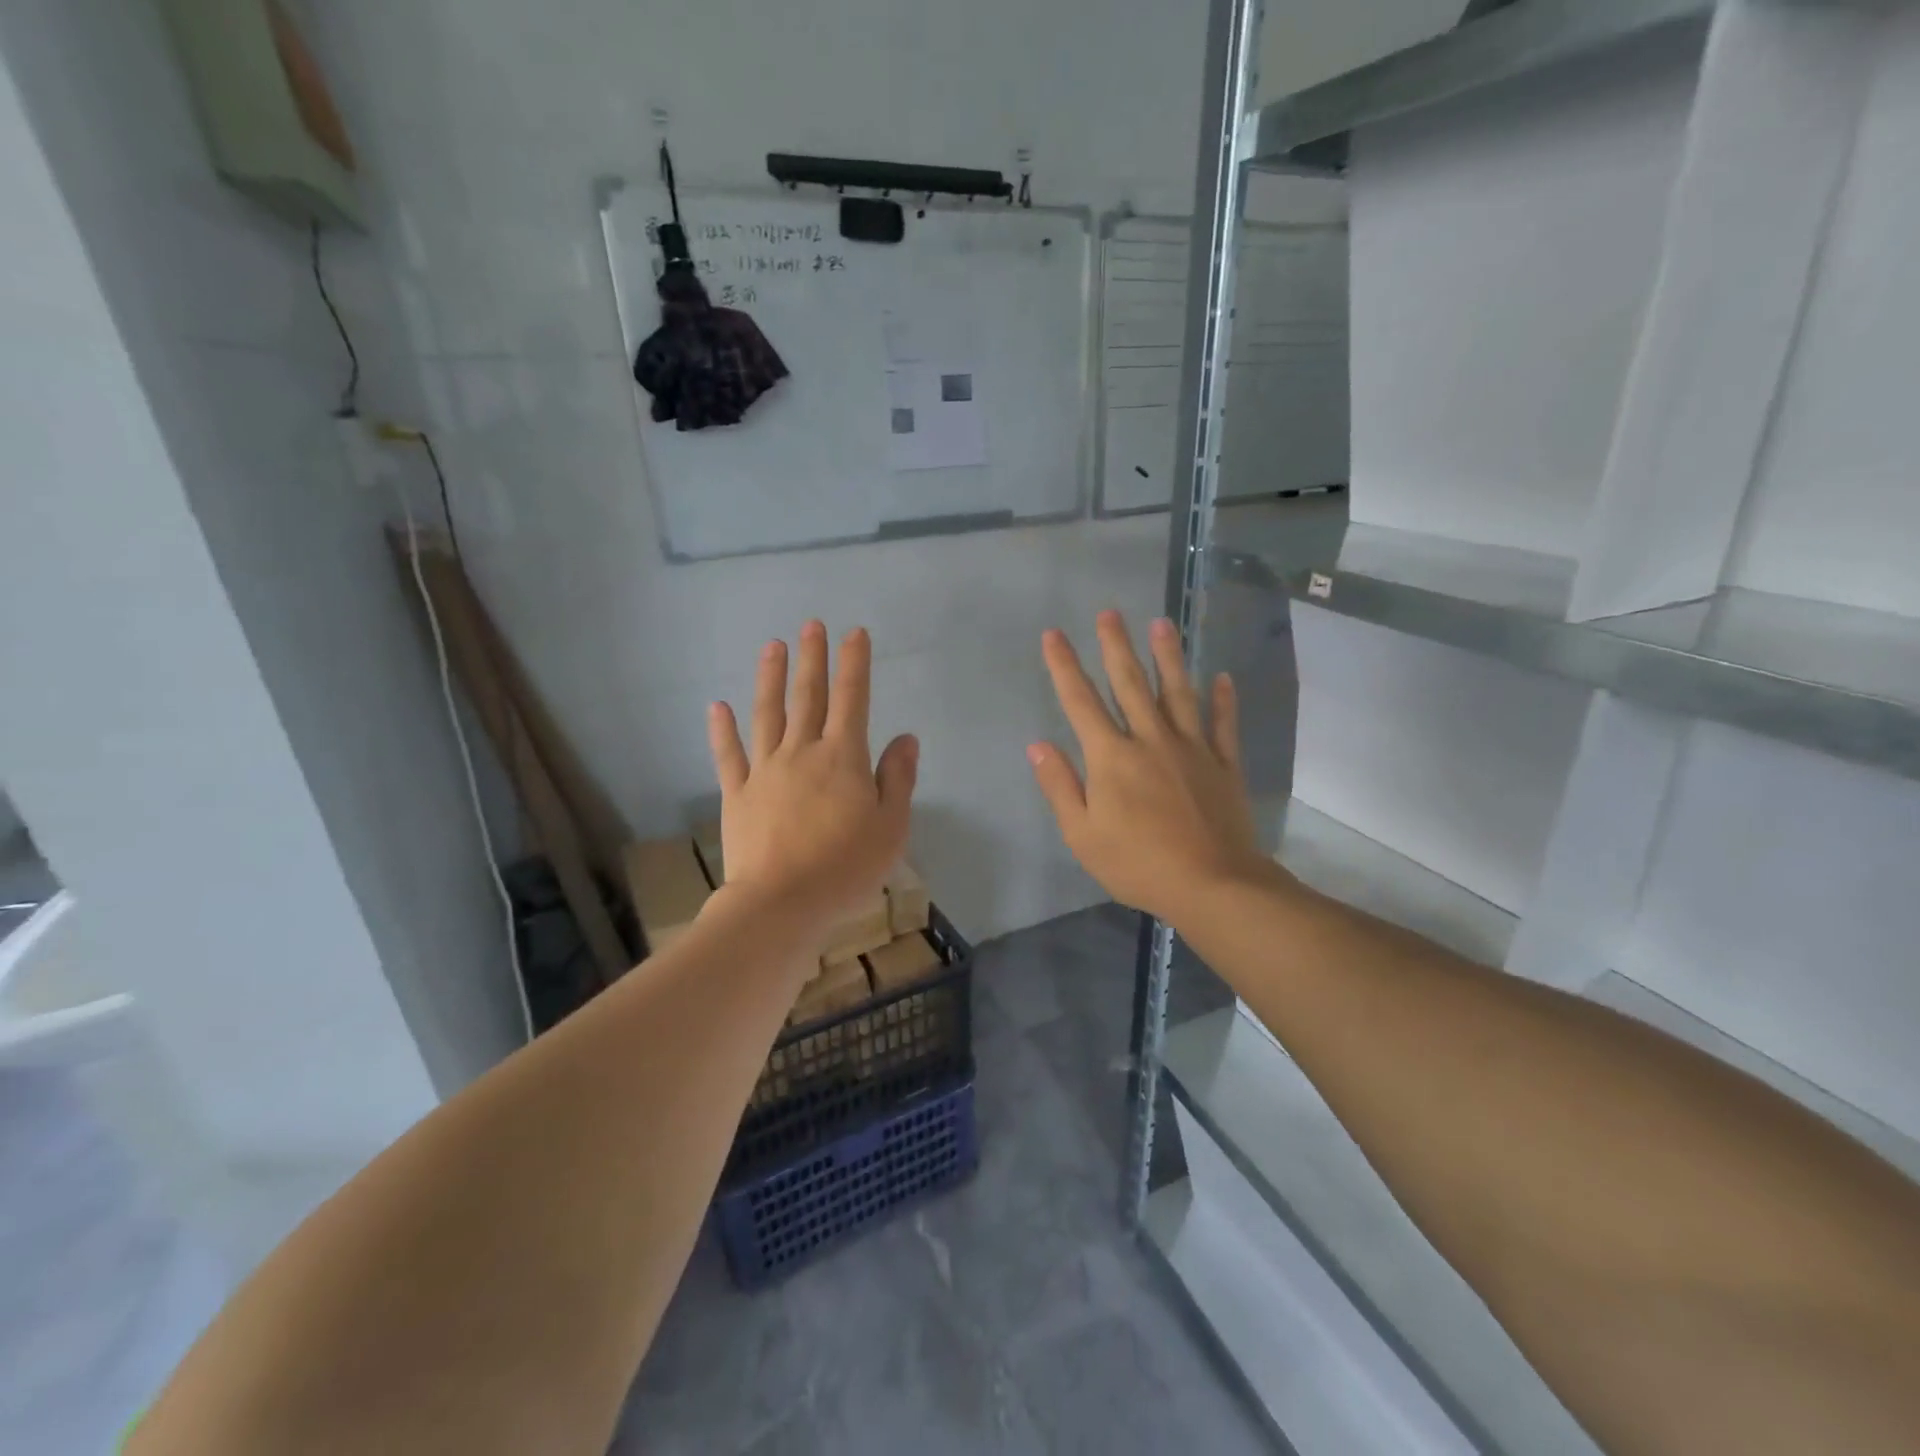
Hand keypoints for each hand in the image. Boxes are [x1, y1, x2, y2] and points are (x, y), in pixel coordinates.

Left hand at [707, 622, 918, 933]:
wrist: (780, 903)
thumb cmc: (845, 867)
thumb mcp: (890, 826)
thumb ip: (897, 778)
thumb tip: (905, 738)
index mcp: (842, 758)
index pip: (852, 699)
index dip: (854, 664)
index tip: (854, 633)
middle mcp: (802, 753)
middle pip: (808, 697)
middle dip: (811, 659)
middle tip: (811, 625)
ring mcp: (765, 771)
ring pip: (767, 715)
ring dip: (769, 679)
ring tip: (771, 646)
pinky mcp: (737, 794)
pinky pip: (729, 756)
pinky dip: (722, 730)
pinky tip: (717, 706)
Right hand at [1029, 611, 1271, 927]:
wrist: (1212, 885)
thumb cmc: (1138, 864)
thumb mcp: (1083, 835)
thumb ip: (1060, 787)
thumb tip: (1038, 745)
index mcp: (1112, 757)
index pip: (1081, 702)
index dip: (1065, 667)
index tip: (1054, 635)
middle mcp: (1151, 740)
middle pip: (1131, 684)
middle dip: (1116, 646)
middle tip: (1110, 613)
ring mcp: (1192, 749)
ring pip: (1178, 693)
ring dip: (1169, 656)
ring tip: (1163, 623)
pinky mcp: (1224, 765)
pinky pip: (1223, 725)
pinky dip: (1223, 701)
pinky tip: (1223, 677)